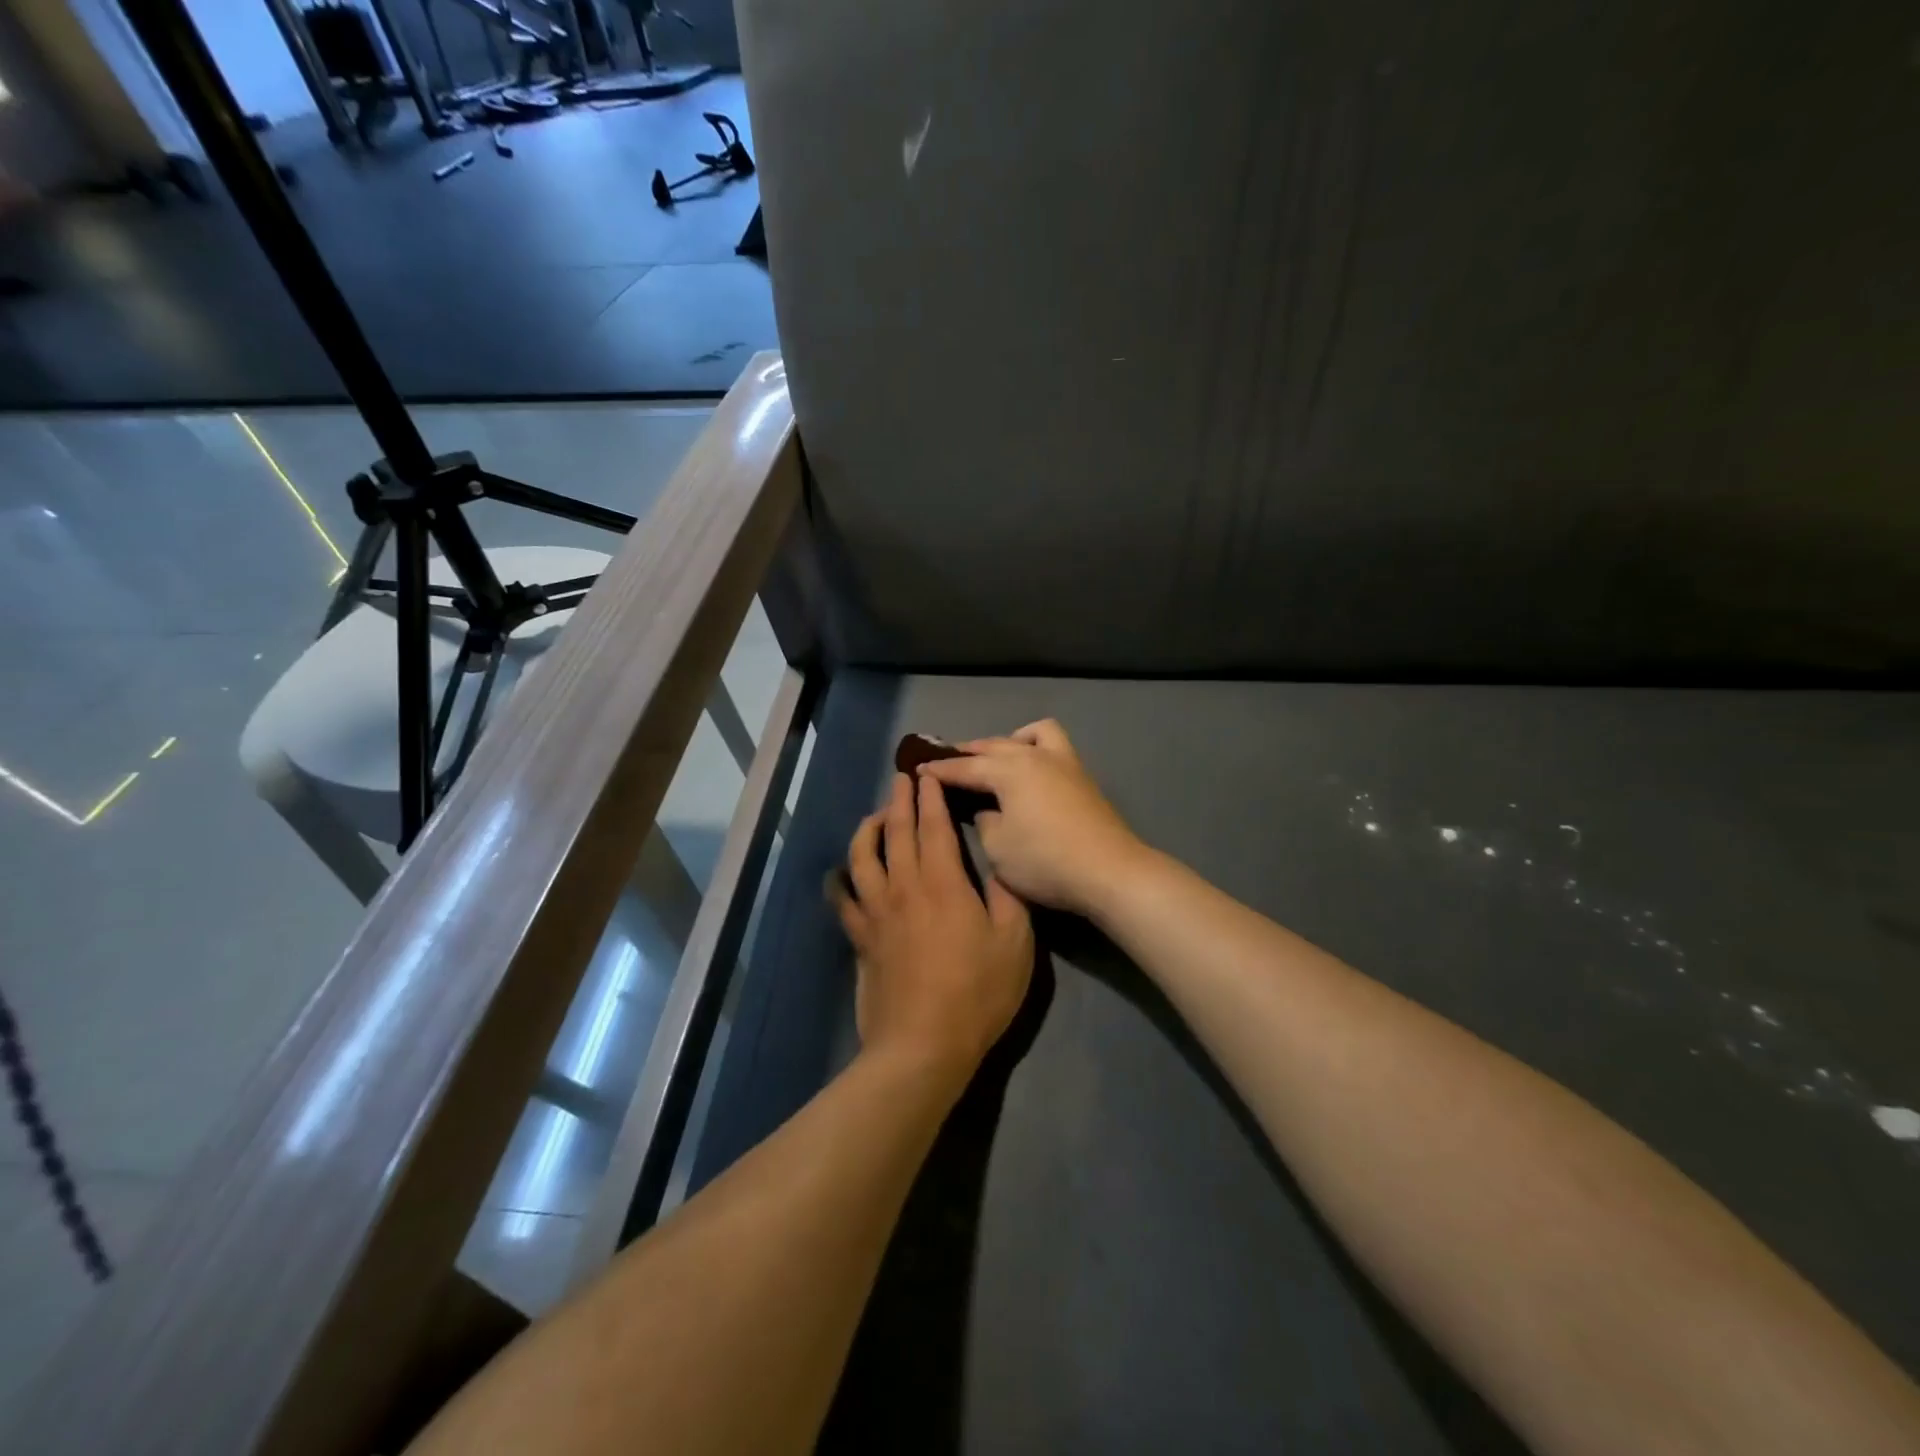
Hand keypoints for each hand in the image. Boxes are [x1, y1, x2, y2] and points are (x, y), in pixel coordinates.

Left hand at [832, 772, 1033, 1083]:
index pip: (934, 825)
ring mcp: (876, 912)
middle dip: (900, 799)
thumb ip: (1007, 895)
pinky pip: (842, 900)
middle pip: (897, 831)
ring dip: (869, 828)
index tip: (929, 773)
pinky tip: (838, 873)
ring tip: (876, 815)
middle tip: (901, 777)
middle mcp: (904, 886)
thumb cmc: (978, 992)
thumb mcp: (1015, 942)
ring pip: (863, 856)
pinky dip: (838, 881)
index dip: (931, 796)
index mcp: (943, 881)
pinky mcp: (861, 938)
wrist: (923, 1045)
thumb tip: (998, 862)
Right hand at [919, 720, 1146, 918]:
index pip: (965, 767)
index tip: (917, 770)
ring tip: (995, 760)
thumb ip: (985, 820)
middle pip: (993, 746)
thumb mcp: (998, 847)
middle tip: (946, 762)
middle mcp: (1034, 756)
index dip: (939, 770)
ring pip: (1028, 735)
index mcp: (1009, 771)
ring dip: (1006, 742)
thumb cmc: (1045, 861)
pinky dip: (1034, 747)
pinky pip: (1052, 745)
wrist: (1109, 871)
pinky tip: (1031, 770)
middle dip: (967, 753)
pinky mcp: (1082, 776)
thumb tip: (989, 808)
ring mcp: (1063, 762)